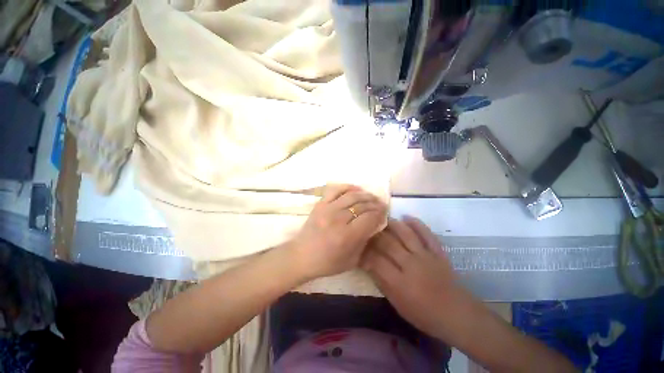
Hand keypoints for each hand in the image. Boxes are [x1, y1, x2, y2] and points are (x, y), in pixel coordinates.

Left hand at [287, 184, 387, 279]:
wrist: (301, 256)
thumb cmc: (327, 263)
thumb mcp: (352, 260)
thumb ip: (365, 241)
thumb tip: (375, 225)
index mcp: (347, 236)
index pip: (369, 218)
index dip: (380, 214)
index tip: (384, 214)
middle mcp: (338, 219)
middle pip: (362, 206)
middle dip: (375, 204)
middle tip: (381, 205)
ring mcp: (328, 209)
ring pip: (351, 196)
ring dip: (365, 195)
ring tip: (372, 197)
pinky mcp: (320, 204)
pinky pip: (335, 190)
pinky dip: (347, 187)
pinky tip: (356, 189)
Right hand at [361, 216, 467, 338]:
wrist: (457, 315)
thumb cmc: (424, 314)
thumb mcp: (398, 304)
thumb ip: (382, 283)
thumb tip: (368, 265)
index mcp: (400, 282)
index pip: (376, 261)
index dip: (364, 252)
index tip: (358, 246)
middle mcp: (411, 265)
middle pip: (388, 243)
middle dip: (375, 235)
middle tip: (367, 229)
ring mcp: (426, 256)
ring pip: (405, 234)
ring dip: (392, 224)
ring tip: (382, 218)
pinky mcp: (438, 251)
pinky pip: (426, 233)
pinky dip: (417, 223)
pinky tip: (406, 216)